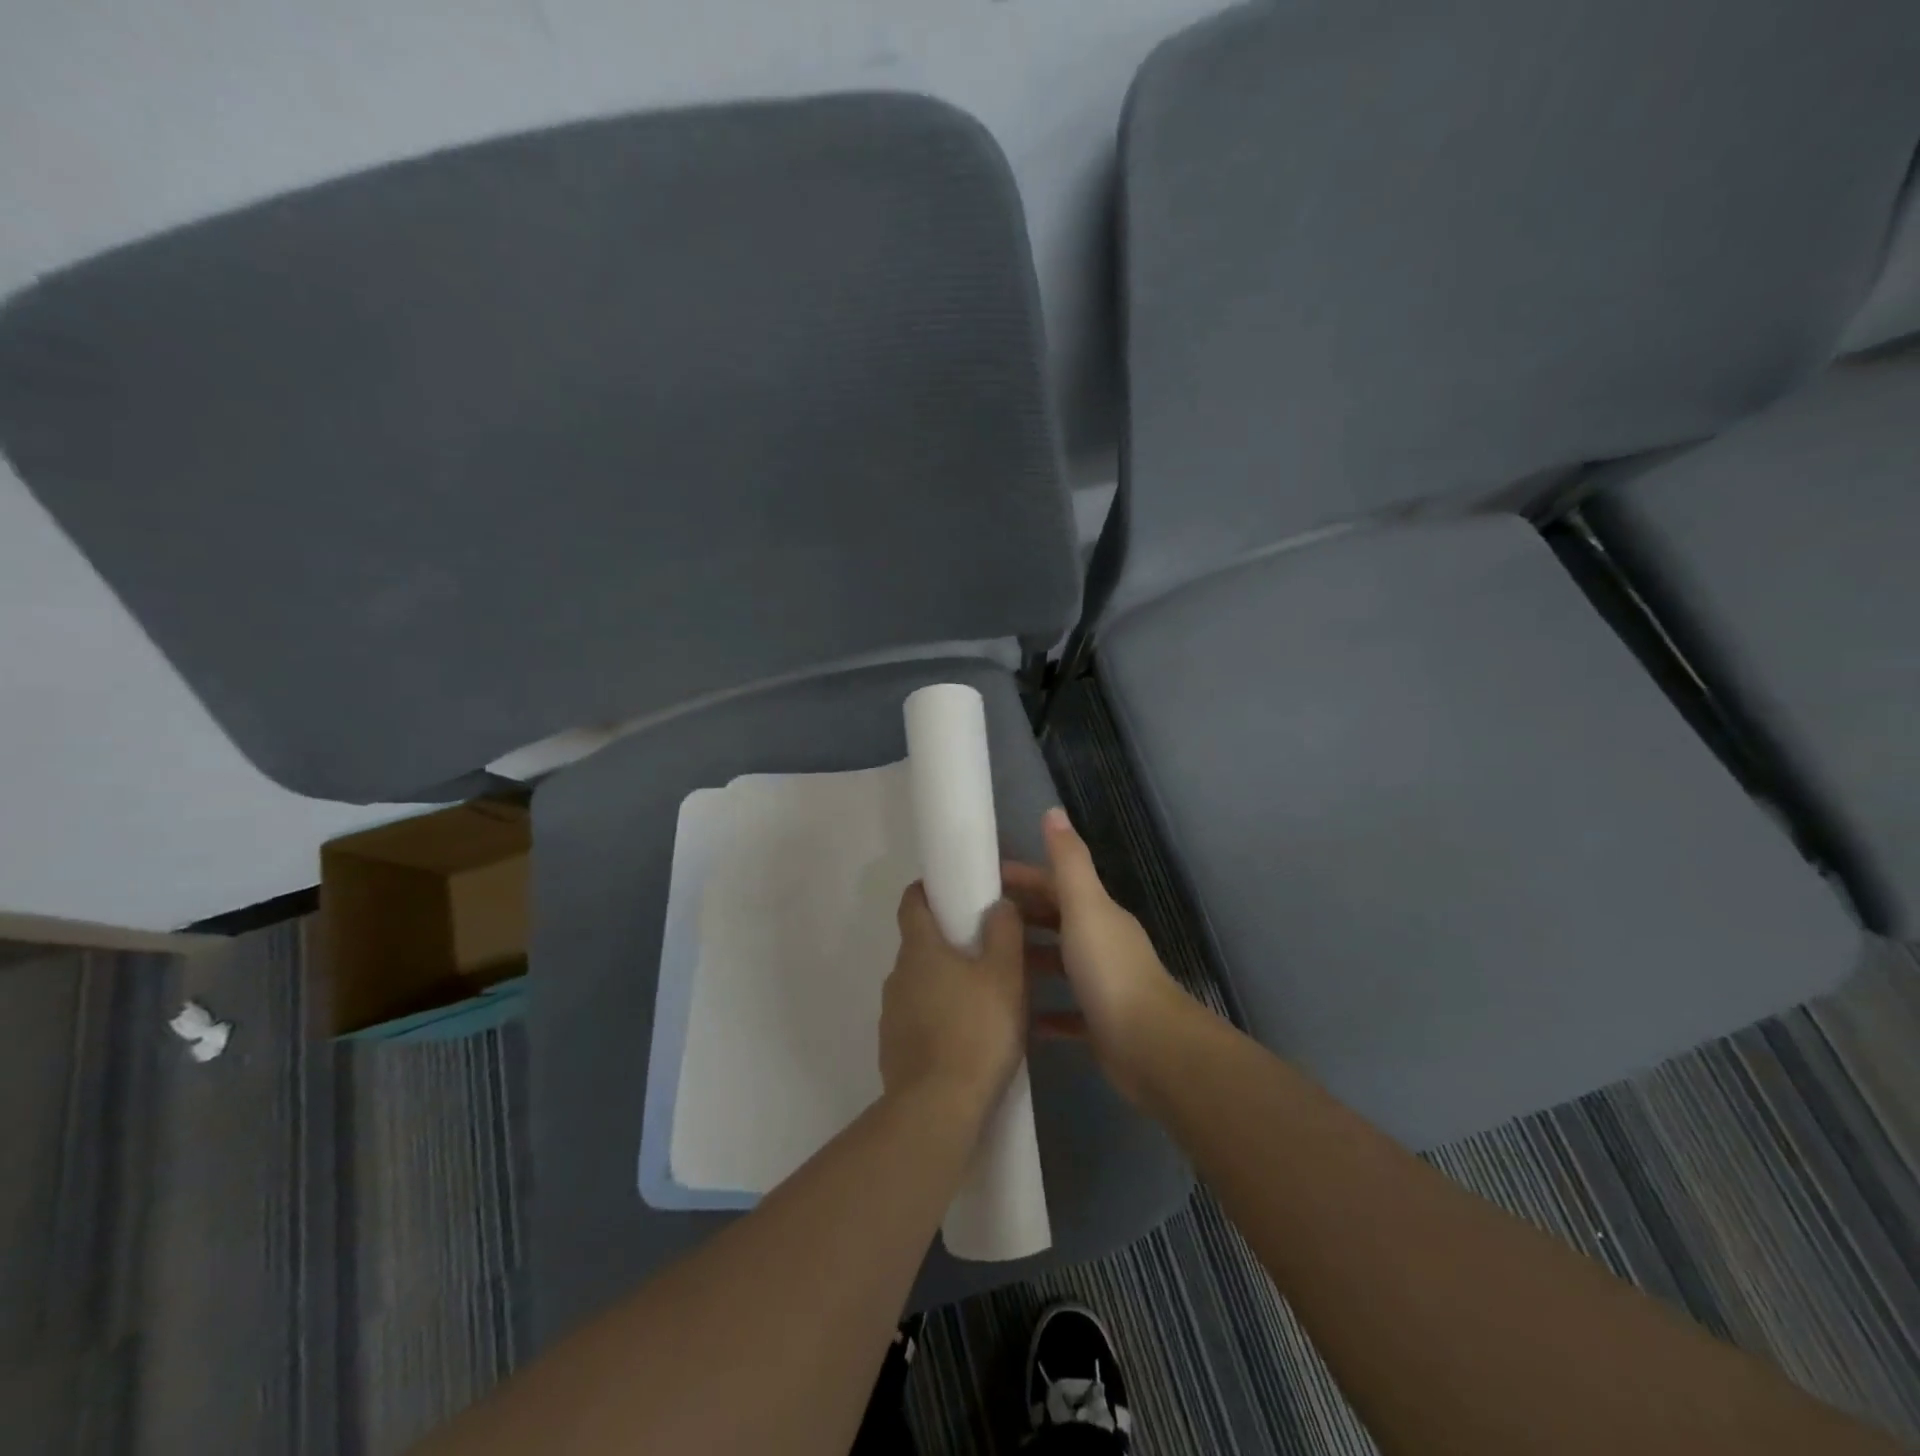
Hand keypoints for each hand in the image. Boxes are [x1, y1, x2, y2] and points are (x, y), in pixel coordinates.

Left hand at [878, 884, 1028, 1122]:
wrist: (938, 1109)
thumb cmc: (975, 1030)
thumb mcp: (1004, 975)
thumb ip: (1004, 932)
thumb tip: (998, 903)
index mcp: (919, 949)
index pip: (912, 901)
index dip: (928, 890)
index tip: (954, 891)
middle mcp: (897, 975)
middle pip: (921, 945)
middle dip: (950, 943)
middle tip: (988, 952)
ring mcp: (892, 1015)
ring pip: (922, 985)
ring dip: (947, 984)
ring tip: (986, 1000)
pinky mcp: (895, 1050)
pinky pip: (920, 1021)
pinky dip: (941, 1020)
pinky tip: (971, 1039)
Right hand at [1002, 808, 1196, 1105]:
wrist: (1150, 1046)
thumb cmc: (1110, 970)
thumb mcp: (1085, 907)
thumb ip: (1069, 862)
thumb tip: (1054, 811)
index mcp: (1099, 914)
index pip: (1055, 885)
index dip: (1023, 878)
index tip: (983, 880)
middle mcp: (1102, 944)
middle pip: (1056, 922)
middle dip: (1021, 918)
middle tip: (975, 924)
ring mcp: (1102, 986)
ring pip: (1059, 966)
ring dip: (1029, 962)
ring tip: (987, 965)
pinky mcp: (1099, 1025)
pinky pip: (1065, 1013)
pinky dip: (1042, 1011)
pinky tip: (1015, 1015)